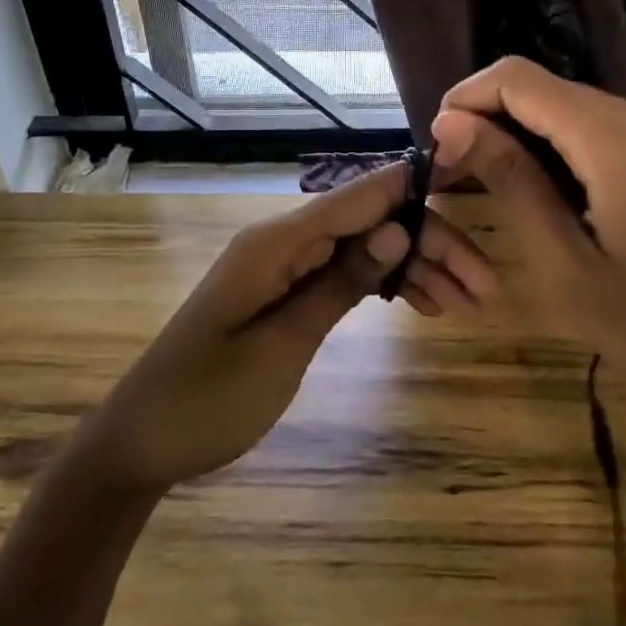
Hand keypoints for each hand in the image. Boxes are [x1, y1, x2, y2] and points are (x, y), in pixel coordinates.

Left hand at [76, 161, 497, 495]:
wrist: (141, 440)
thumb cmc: (208, 399)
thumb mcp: (282, 346)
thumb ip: (339, 283)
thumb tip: (399, 229)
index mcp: (277, 242)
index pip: (361, 195)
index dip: (417, 186)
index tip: (472, 184)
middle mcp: (283, 240)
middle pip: (371, 222)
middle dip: (430, 245)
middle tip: (484, 290)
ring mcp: (283, 265)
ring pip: (364, 248)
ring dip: (414, 268)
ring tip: (466, 306)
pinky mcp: (283, 290)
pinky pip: (343, 272)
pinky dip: (383, 285)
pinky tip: (420, 304)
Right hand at [431, 58, 625, 540]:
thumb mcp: (565, 264)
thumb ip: (510, 181)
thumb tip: (450, 123)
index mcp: (616, 138)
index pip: (518, 79)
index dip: (466, 100)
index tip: (436, 149)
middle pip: (543, 88)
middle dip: (488, 119)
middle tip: (454, 177)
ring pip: (568, 108)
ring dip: (518, 135)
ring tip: (486, 187)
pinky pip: (597, 131)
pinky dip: (555, 148)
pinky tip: (539, 193)